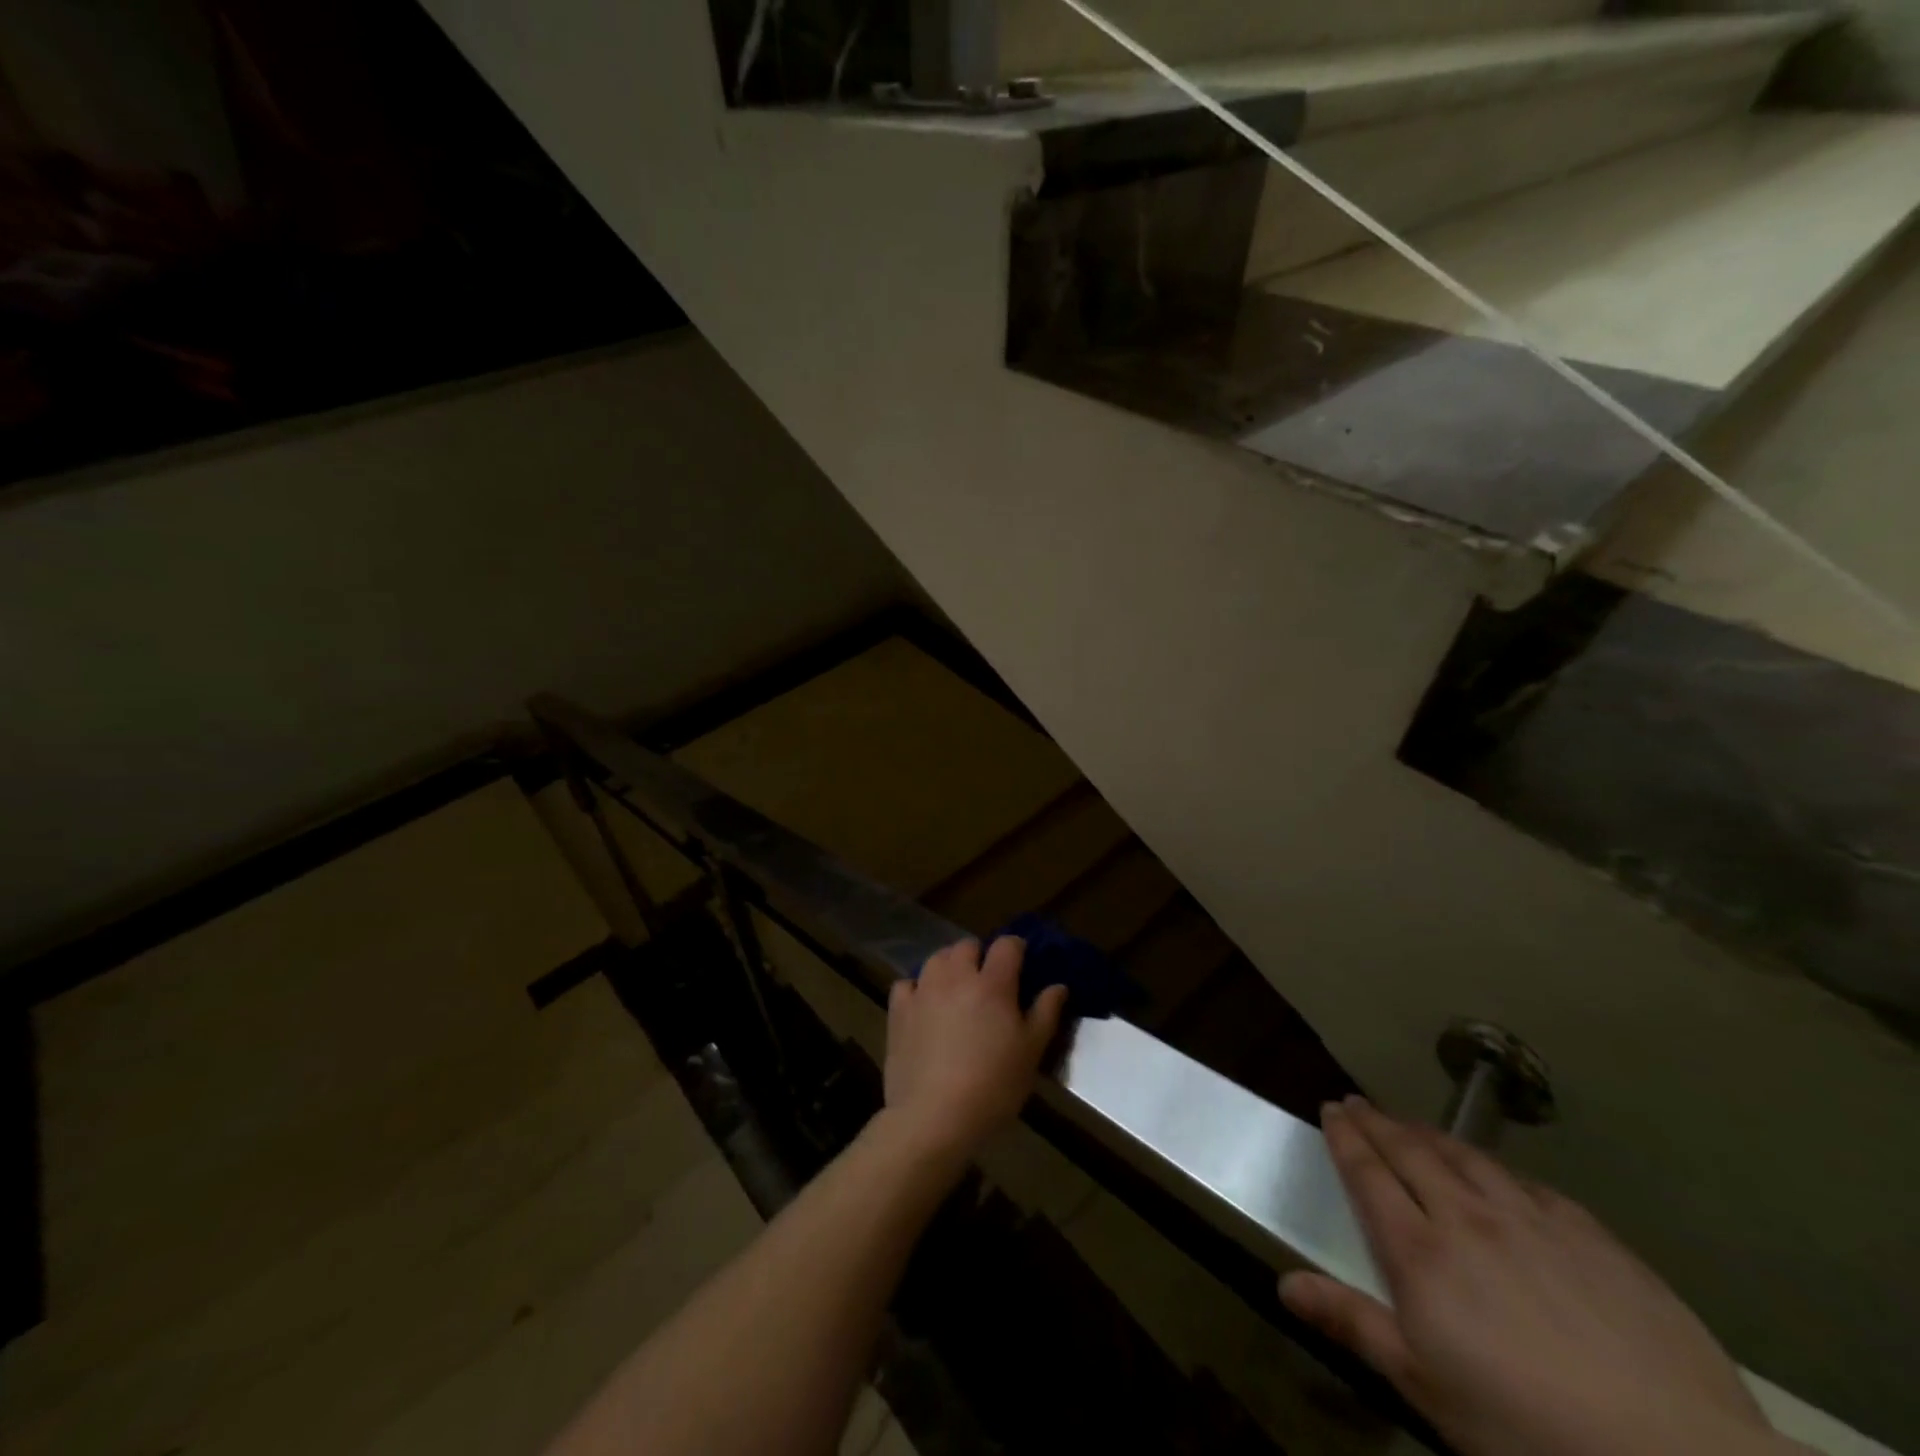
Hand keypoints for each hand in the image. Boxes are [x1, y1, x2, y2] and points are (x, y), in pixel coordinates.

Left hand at [881, 937, 1067, 1164]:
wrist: (933, 1117)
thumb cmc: (993, 1086)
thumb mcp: (1031, 1054)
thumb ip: (1045, 1013)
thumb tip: (1058, 985)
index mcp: (992, 984)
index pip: (1007, 945)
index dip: (1016, 948)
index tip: (1021, 962)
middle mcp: (956, 977)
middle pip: (967, 945)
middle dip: (980, 955)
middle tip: (988, 981)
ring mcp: (923, 991)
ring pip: (936, 958)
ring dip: (949, 966)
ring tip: (956, 989)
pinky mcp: (899, 1010)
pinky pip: (907, 983)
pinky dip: (917, 988)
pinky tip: (924, 1005)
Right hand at [1283, 1098, 1795, 1455]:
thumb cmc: (1528, 1429)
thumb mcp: (1427, 1387)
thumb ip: (1354, 1324)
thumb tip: (1284, 1283)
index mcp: (1420, 1252)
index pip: (1368, 1175)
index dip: (1346, 1137)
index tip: (1331, 1108)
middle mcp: (1466, 1217)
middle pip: (1410, 1152)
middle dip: (1377, 1122)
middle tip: (1357, 1102)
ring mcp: (1530, 1219)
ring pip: (1464, 1156)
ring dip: (1428, 1134)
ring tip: (1411, 1124)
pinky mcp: (1588, 1233)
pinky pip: (1525, 1182)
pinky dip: (1492, 1166)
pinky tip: (1494, 1171)